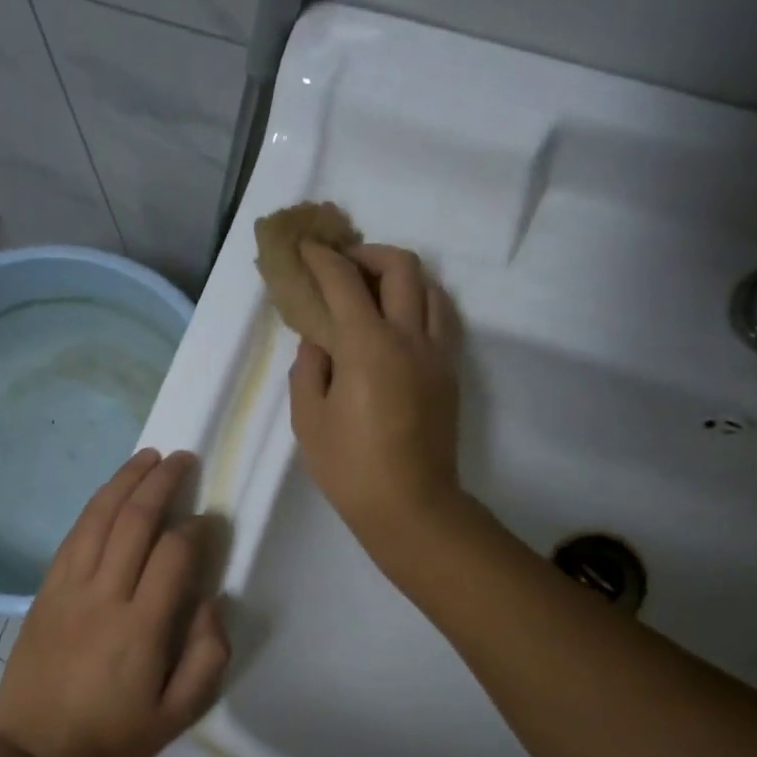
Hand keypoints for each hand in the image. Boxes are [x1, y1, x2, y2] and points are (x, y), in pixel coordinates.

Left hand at [0, 450, 229, 756]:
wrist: (36, 756)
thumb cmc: (114, 737)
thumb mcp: (179, 714)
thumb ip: (207, 655)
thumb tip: (210, 599)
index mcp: (141, 628)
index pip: (174, 555)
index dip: (197, 529)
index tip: (210, 520)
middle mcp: (104, 596)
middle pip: (134, 521)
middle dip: (162, 482)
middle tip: (183, 459)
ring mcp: (68, 589)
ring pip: (98, 518)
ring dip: (125, 481)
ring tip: (148, 457)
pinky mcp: (44, 591)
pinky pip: (72, 537)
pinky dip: (94, 507)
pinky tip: (109, 492)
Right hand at [288, 243, 462, 553]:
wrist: (411, 506)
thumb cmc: (350, 468)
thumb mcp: (309, 420)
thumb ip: (308, 369)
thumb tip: (318, 341)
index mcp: (369, 346)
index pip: (344, 282)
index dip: (323, 259)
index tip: (306, 249)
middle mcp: (410, 337)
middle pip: (401, 267)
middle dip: (368, 253)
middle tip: (343, 266)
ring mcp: (438, 354)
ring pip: (431, 288)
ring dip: (400, 276)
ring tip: (373, 291)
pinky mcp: (450, 373)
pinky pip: (442, 318)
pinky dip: (420, 302)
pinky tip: (398, 321)